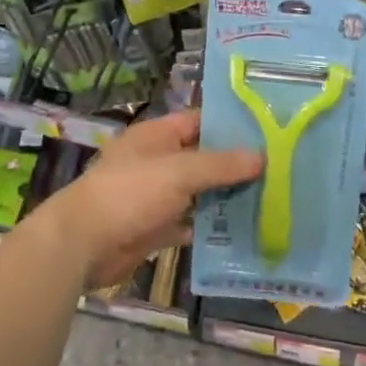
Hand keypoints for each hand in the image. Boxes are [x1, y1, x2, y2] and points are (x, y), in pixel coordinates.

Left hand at [38, 109, 261, 287]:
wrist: (84, 243)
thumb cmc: (130, 193)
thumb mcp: (178, 172)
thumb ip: (220, 165)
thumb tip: (261, 156)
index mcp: (158, 136)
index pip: (200, 122)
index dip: (231, 125)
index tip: (269, 131)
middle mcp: (158, 161)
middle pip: (203, 158)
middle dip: (236, 165)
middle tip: (281, 169)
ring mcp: (156, 195)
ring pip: (199, 192)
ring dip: (226, 197)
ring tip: (271, 199)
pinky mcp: (155, 227)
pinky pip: (190, 222)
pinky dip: (210, 227)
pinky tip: (243, 231)